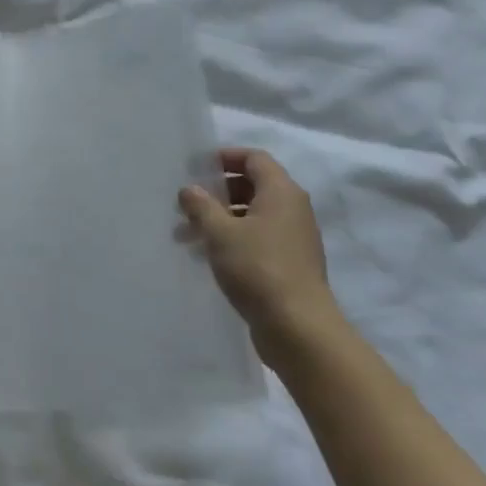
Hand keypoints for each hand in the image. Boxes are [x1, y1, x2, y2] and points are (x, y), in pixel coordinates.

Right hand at [179, 147, 335, 366]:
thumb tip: (189, 189)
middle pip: (253, 185)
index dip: (226, 157)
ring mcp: (294, 238)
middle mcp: (293, 209)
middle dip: (218, 191)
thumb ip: (201, 206)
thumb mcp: (219, 232)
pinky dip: (233, 239)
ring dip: (221, 219)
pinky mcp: (290, 263)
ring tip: (187, 234)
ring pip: (252, 215)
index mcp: (281, 192)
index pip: (254, 158)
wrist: (298, 328)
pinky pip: (258, 239)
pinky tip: (208, 256)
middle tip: (188, 203)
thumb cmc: (258, 268)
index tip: (197, 168)